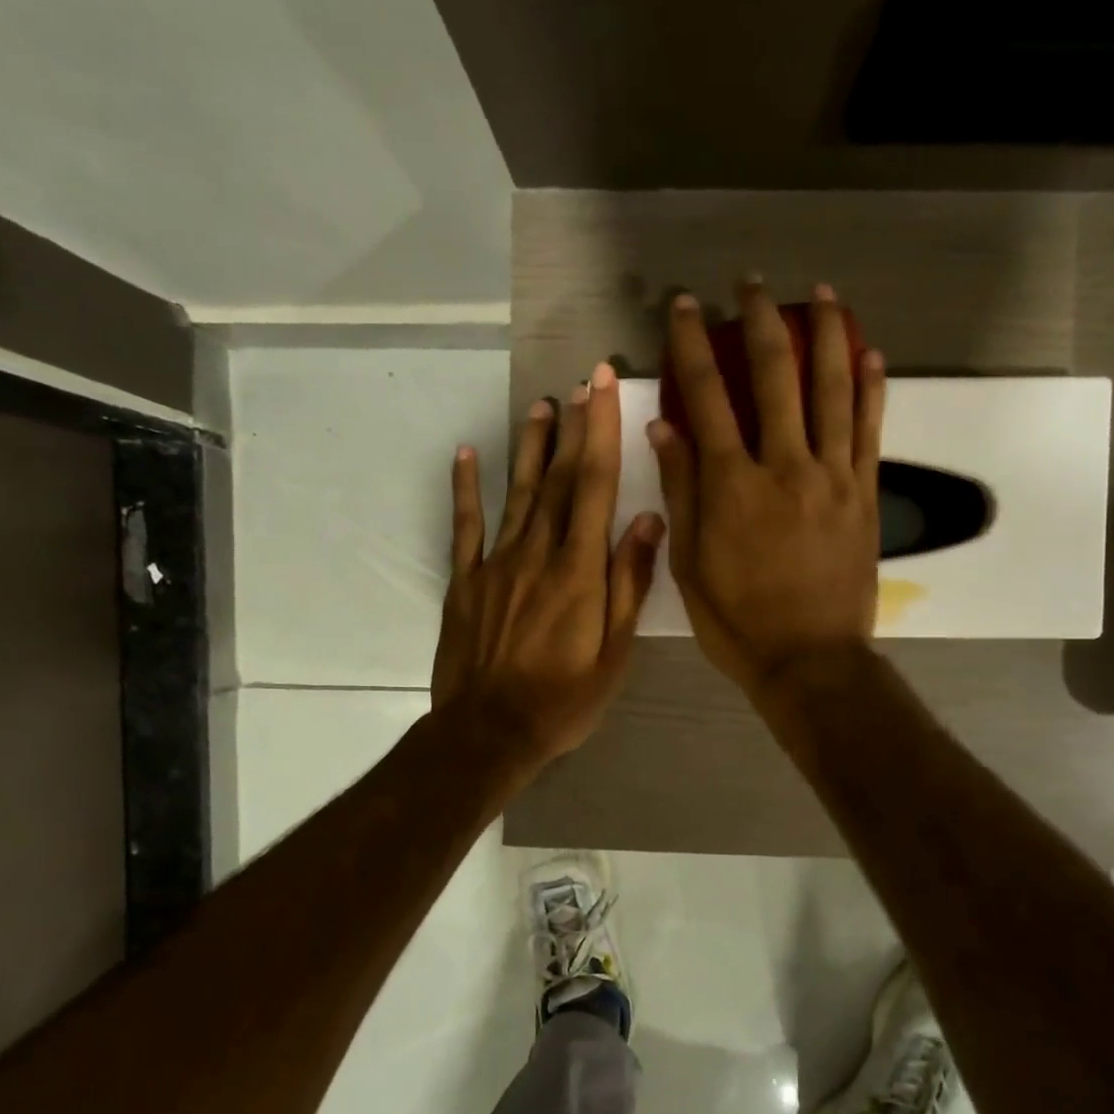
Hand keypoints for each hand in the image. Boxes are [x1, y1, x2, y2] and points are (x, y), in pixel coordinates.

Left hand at [431, 363, 665, 770]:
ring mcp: (496, 564)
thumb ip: (629, 584)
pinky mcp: (465, 581)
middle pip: (560, 480)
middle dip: (573, 427)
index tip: (602, 386)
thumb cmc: (564, 699)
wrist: (489, 732)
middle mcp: (538, 553)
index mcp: (579, 570)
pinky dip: (467, 488)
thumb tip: (647, 521)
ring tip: (540, 405)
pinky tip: (469, 455)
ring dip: (531, 447)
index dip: (600, 432)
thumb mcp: (614, 652)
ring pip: (518, 493)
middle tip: (580, 381)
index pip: (596, 486)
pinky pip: (466, 526)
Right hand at [649, 279, 885, 700]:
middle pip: (773, 375)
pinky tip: (869, 353)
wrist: (810, 660)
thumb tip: (665, 425)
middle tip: (751, 284)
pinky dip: (870, 386)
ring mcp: (832, 476)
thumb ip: (680, 490)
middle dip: (759, 320)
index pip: (707, 396)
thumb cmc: (738, 621)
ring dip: (825, 335)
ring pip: (831, 388)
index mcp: (732, 485)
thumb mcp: (689, 564)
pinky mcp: (864, 493)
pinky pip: (870, 429)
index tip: (684, 306)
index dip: (691, 344)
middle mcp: (784, 465)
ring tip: (821, 294)